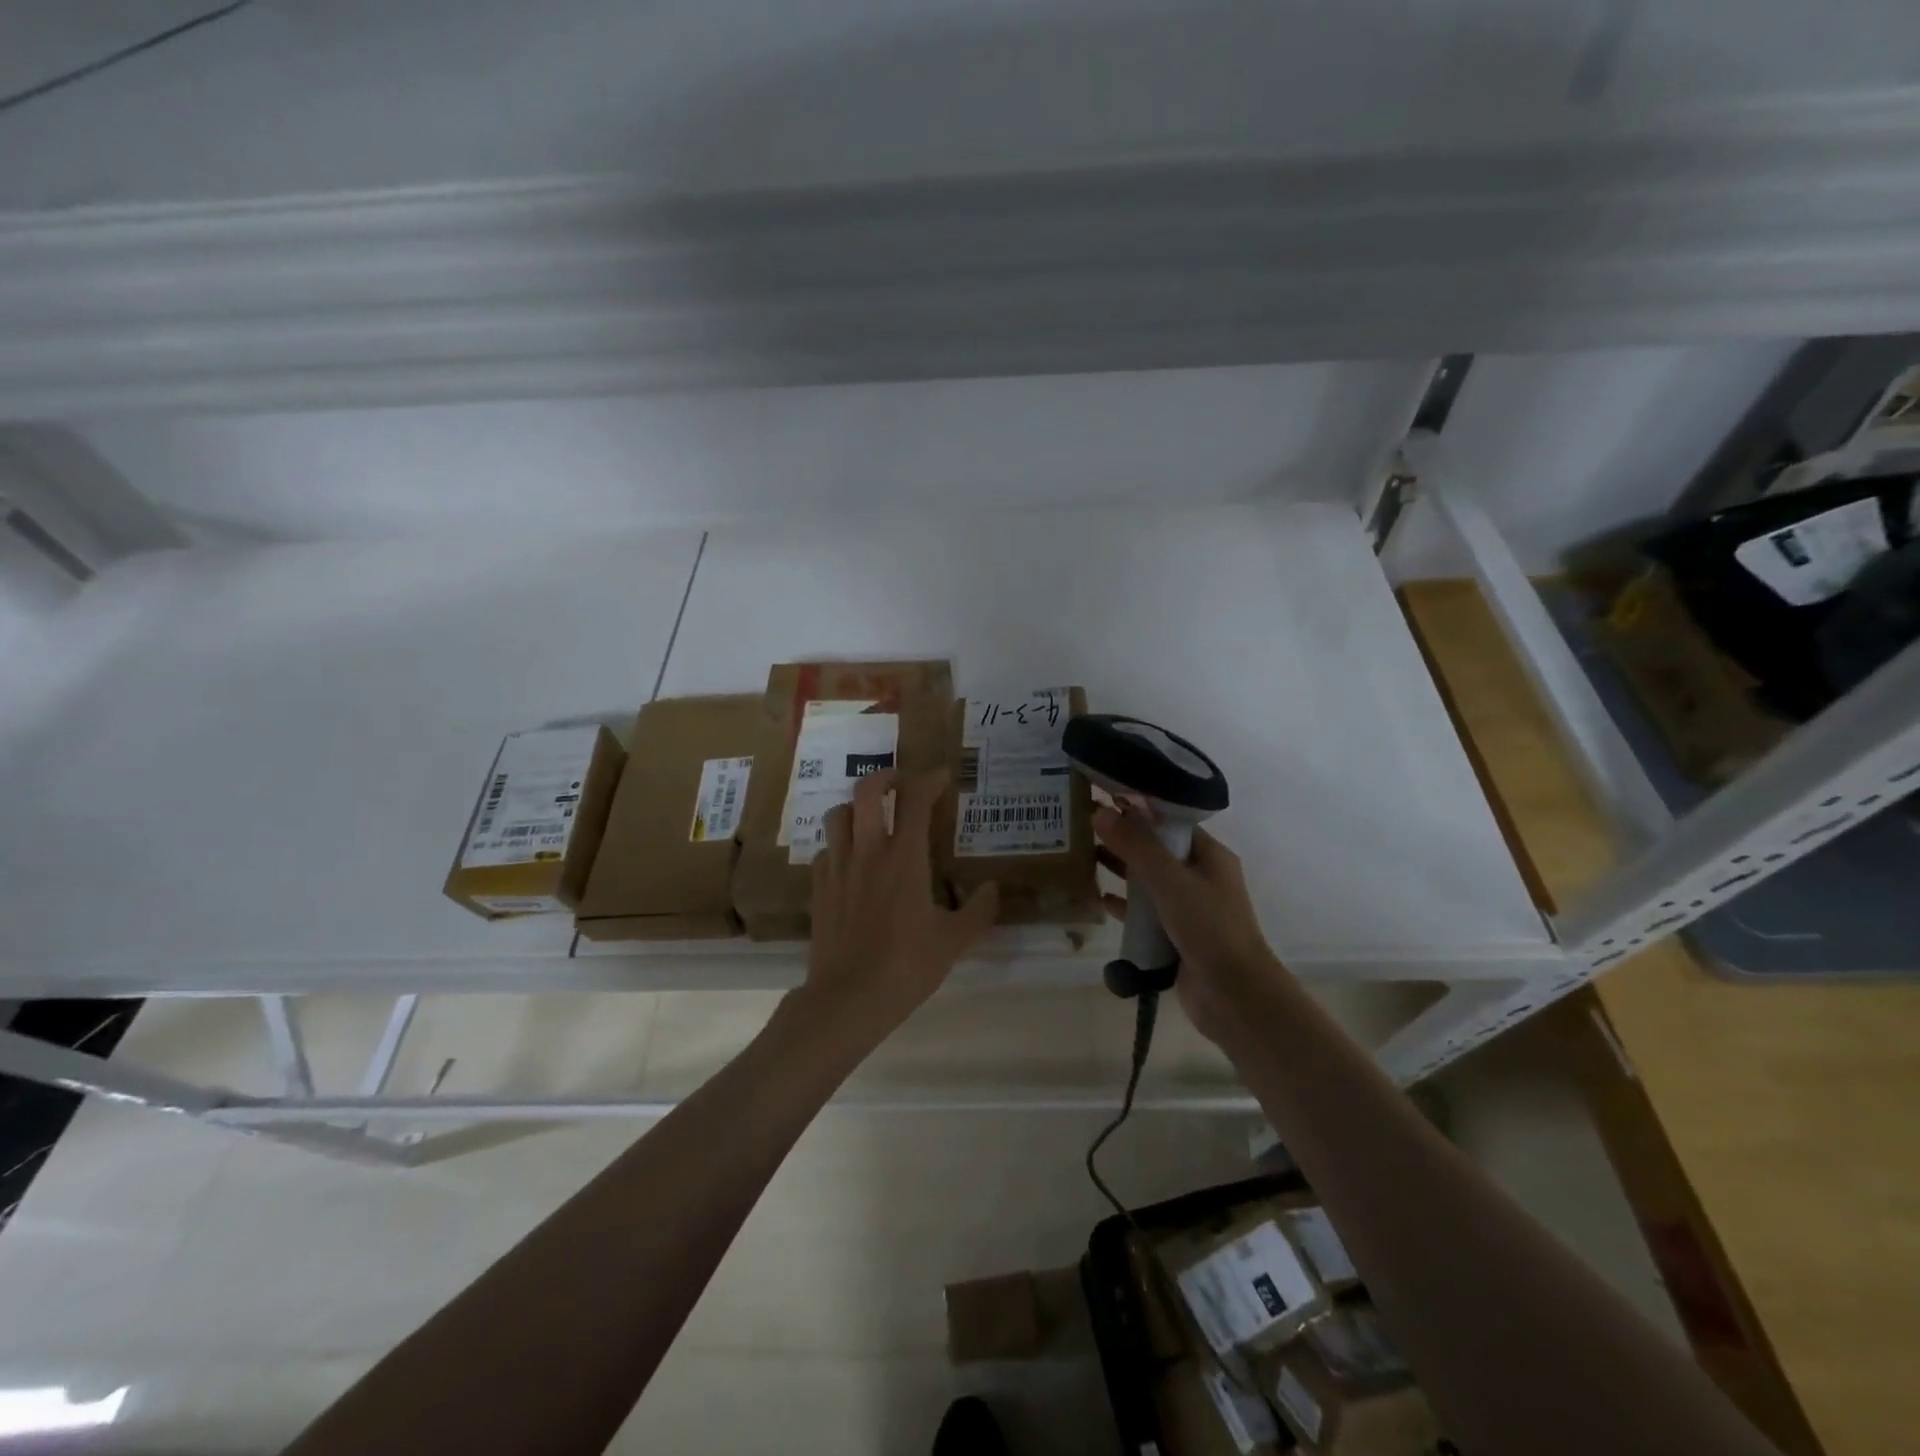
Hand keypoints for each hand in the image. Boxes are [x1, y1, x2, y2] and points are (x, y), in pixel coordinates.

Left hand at [802, 768, 999, 1042]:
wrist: (848, 998)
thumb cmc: (907, 966)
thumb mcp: (954, 941)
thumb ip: (978, 911)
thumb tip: (993, 889)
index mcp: (904, 857)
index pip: (915, 799)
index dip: (929, 780)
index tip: (941, 777)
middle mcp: (868, 851)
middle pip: (867, 790)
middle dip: (886, 777)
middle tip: (903, 785)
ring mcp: (838, 867)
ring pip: (838, 814)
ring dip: (857, 807)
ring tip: (873, 817)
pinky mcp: (818, 887)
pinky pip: (825, 849)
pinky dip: (839, 844)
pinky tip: (851, 861)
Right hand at [1093, 804, 1285, 1043]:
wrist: (1234, 997)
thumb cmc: (1209, 928)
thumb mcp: (1170, 881)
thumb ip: (1135, 846)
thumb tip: (1100, 812)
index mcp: (1209, 855)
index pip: (1170, 820)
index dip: (1138, 807)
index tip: (1102, 796)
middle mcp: (1200, 877)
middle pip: (1156, 848)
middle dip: (1123, 837)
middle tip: (1083, 825)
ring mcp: (1189, 908)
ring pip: (1148, 880)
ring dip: (1121, 869)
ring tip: (1084, 855)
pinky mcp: (1175, 935)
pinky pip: (1145, 913)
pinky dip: (1125, 905)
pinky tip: (1100, 900)